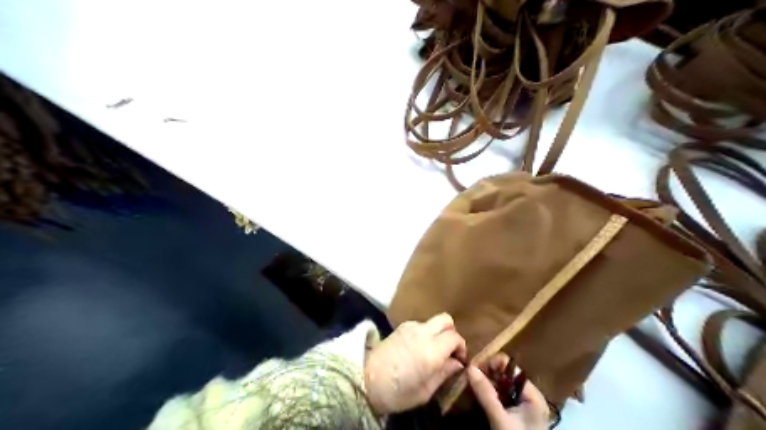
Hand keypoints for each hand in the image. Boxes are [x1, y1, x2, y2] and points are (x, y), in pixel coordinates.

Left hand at [364, 314, 466, 414]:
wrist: (364, 380)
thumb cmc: (396, 392)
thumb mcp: (424, 392)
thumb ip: (444, 373)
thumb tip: (457, 363)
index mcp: (431, 350)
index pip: (455, 337)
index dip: (461, 347)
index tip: (459, 360)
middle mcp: (422, 333)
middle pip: (446, 319)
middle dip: (452, 332)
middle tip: (449, 350)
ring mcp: (410, 327)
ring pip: (432, 321)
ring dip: (437, 332)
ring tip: (432, 350)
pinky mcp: (400, 326)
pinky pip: (420, 324)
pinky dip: (425, 332)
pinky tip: (418, 347)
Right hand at [467, 352, 550, 429]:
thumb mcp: (500, 418)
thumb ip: (486, 393)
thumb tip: (470, 367)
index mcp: (532, 394)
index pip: (511, 368)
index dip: (493, 364)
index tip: (474, 368)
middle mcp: (528, 397)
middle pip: (505, 376)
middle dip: (487, 374)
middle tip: (469, 377)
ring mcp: (521, 407)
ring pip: (501, 387)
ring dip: (486, 385)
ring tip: (471, 385)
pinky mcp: (514, 416)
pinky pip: (500, 398)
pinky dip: (488, 396)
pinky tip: (478, 397)